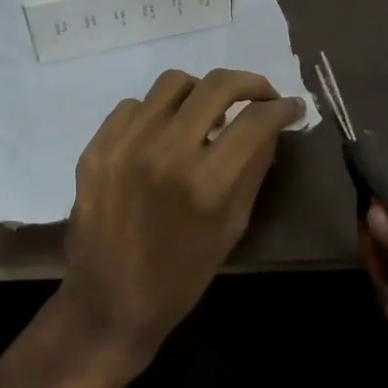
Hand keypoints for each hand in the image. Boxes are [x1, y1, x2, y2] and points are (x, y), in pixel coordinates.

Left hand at [61, 68, 303, 364]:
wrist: (108, 305)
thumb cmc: (182, 275)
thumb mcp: (233, 226)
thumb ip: (254, 167)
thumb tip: (272, 123)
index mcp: (206, 183)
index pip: (255, 120)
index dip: (281, 107)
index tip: (290, 106)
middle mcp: (166, 153)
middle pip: (217, 85)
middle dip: (250, 83)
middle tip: (260, 96)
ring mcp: (126, 146)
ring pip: (174, 82)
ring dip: (200, 92)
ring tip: (206, 113)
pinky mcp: (97, 147)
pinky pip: (134, 104)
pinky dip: (157, 113)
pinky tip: (163, 135)